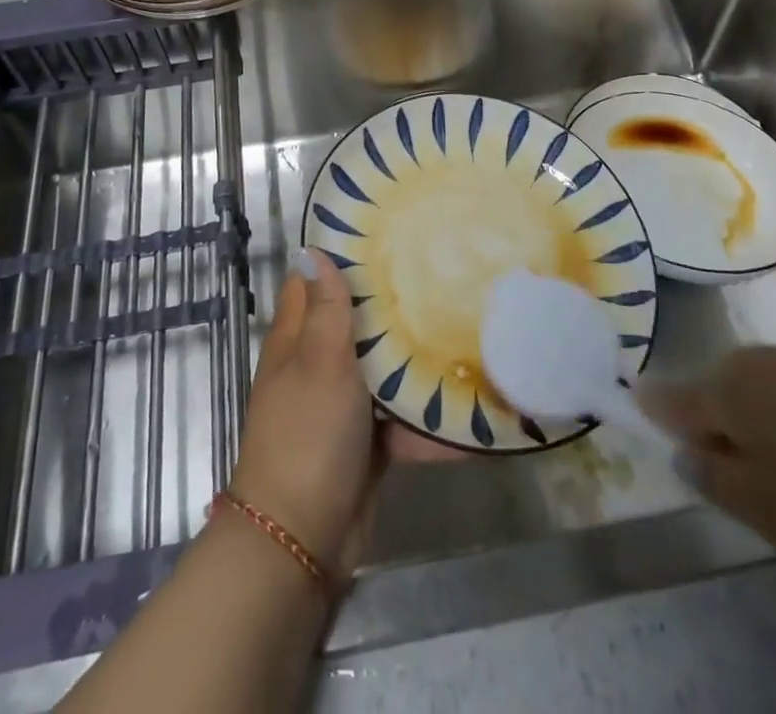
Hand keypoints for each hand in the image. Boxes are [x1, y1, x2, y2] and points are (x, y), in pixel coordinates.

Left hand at [227, 248, 456, 578]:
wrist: (303, 540)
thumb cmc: (307, 434)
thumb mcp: (319, 362)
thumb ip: (325, 309)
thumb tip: (312, 251)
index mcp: (297, 339)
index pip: (313, 283)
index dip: (341, 258)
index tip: (384, 234)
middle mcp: (319, 366)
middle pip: (356, 323)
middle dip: (393, 304)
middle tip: (442, 273)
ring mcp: (345, 406)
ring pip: (385, 370)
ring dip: (418, 360)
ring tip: (469, 326)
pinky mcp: (370, 443)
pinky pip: (404, 421)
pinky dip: (431, 419)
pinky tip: (477, 405)